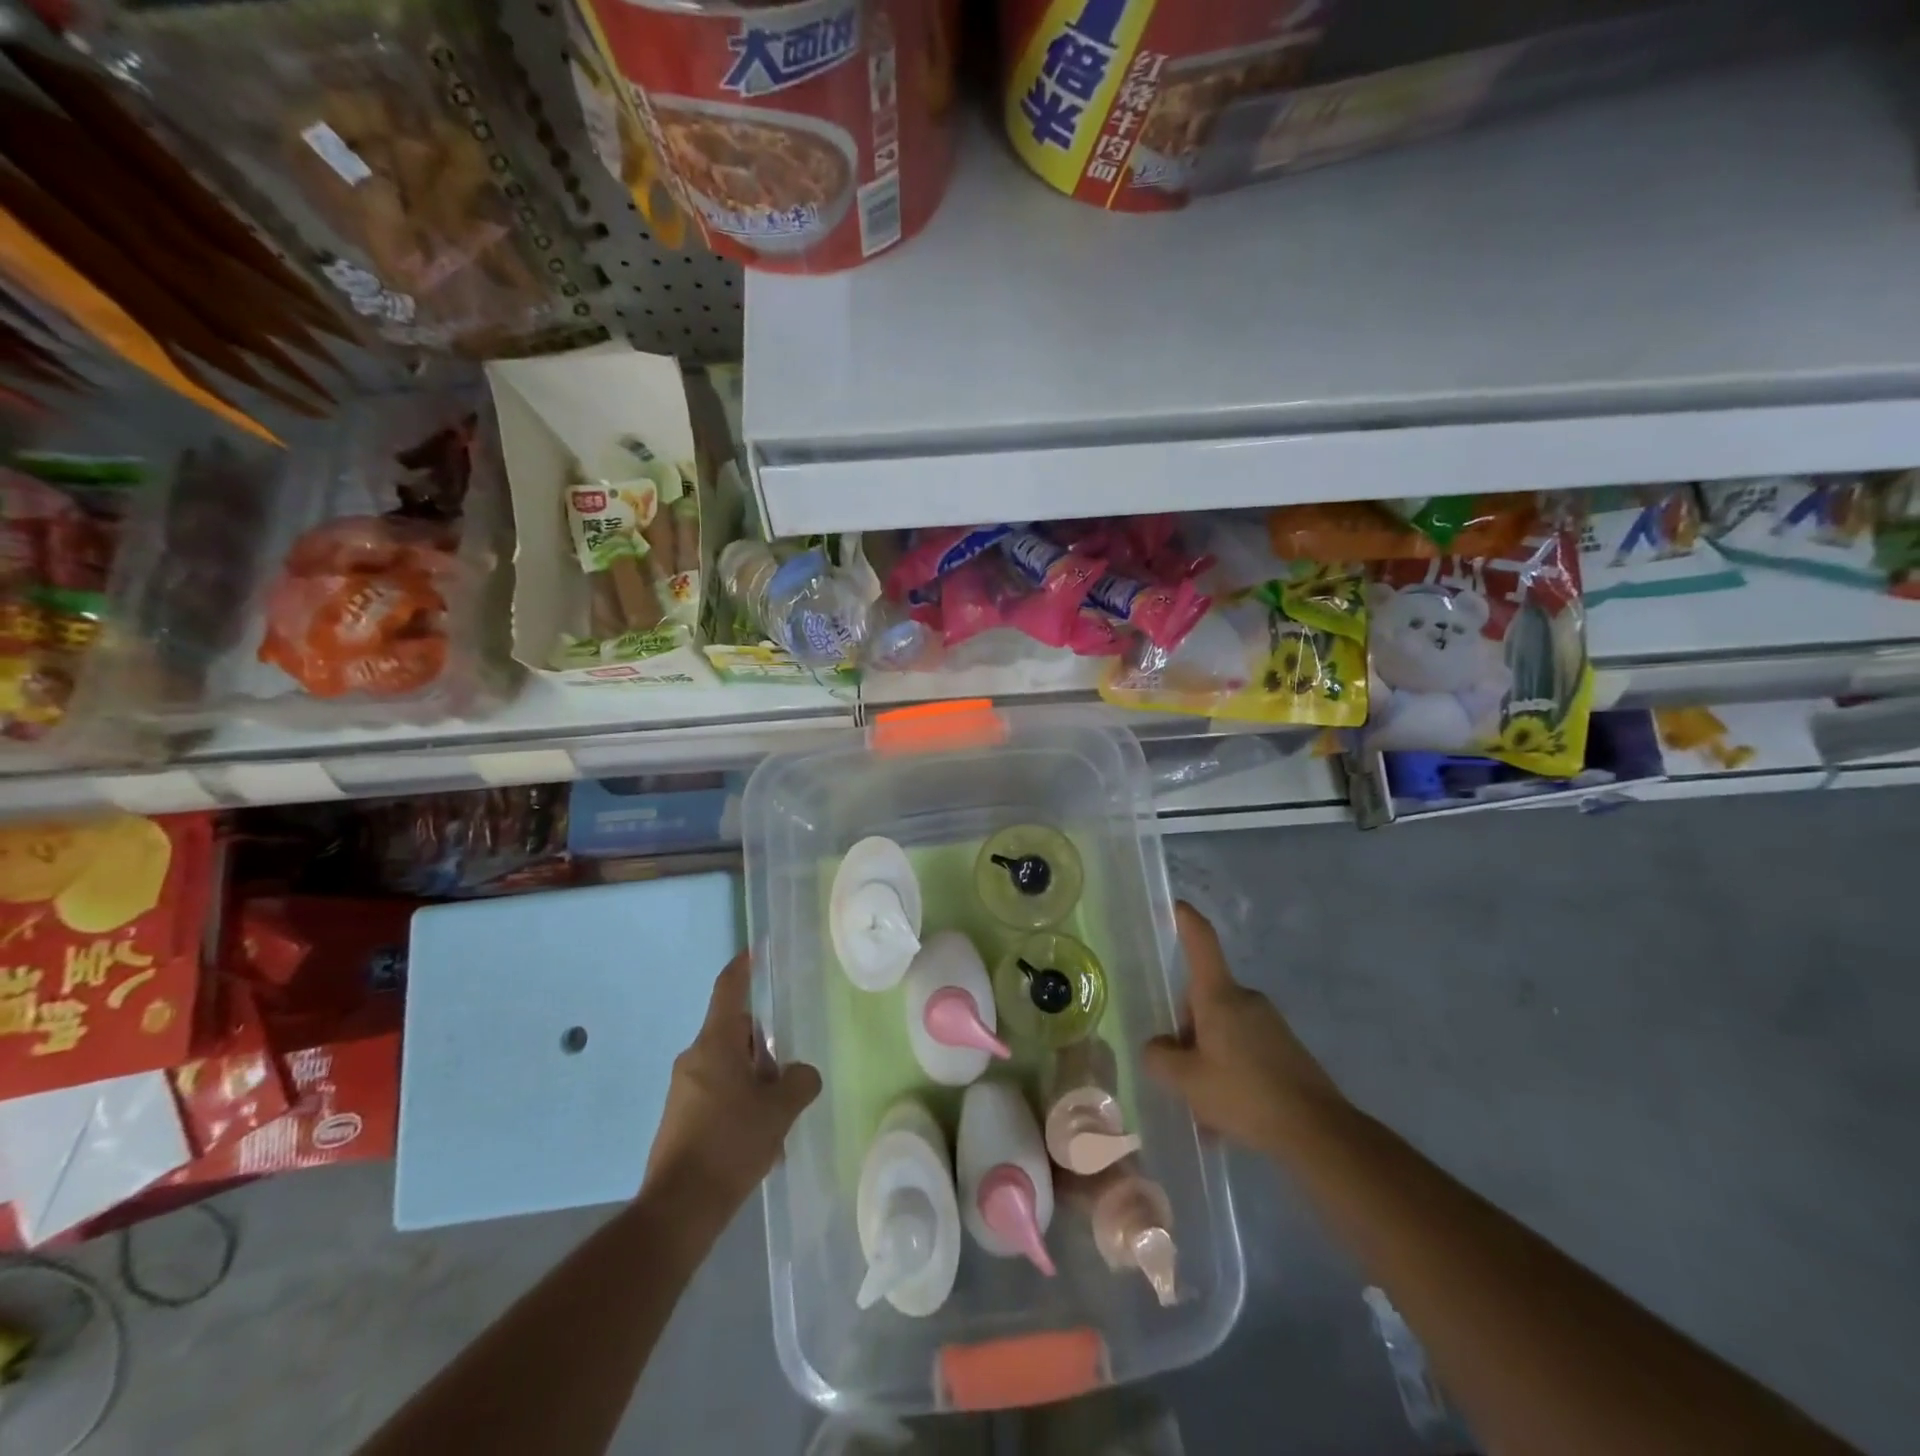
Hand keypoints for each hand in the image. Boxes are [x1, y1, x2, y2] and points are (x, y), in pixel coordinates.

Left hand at [643, 951, 821, 1215]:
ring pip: (729, 1068)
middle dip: (765, 1050)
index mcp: (715, 1044)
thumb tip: (801, 1074)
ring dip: (755, 1084)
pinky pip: (718, 1096)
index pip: (729, 989)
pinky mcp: (680, 1119)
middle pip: (736, 1034)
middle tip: (787, 1078)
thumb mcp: (779, 1110)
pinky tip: (759, 1142)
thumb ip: (799, 1082)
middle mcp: (694, 1059)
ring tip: (777, 1121)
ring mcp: (683, 1090)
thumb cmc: (730, 1144)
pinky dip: (740, 1106)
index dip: (744, 966)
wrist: (678, 1209)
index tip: (756, 950)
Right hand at [1143, 902, 1343, 1155]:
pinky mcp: (1286, 1050)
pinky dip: (1229, 1076)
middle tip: (1179, 1075)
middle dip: (1187, 1033)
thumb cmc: (1245, 1094)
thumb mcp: (1187, 1081)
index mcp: (1219, 996)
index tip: (1176, 905)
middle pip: (1203, 1000)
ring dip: (1208, 1061)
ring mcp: (1269, 1024)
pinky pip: (1244, 1052)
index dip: (1186, 921)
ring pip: (1222, 1032)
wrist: (1318, 1132)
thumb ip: (1160, 1058)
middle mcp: (1245, 1000)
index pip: (1201, 942)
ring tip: (1204, 1111)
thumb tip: (1158, 1047)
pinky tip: (1227, 1119)